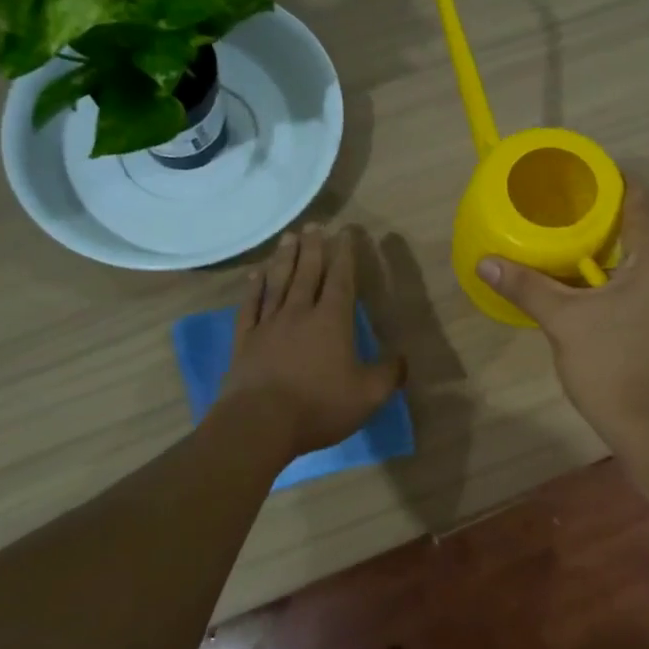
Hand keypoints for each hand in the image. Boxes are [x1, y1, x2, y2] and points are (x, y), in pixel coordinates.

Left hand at [218, 224, 404, 461]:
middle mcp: (299, 313)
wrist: (259, 423)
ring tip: (288, 237)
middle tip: (314, 224)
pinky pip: (250, 306)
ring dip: (285, 258)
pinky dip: (254, 287)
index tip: (345, 233)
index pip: (341, 280)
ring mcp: (268, 325)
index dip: (345, 255)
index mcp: (332, 321)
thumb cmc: (319, 406)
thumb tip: (403, 358)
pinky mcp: (245, 340)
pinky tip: (255, 275)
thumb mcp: (368, 395)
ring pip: (278, 282)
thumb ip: (389, 374)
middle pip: (307, 272)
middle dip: (314, 247)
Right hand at [477, 183, 648, 451]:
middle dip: (596, 216)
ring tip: (557, 240)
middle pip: (633, 229)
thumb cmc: (610, 366)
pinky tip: (573, 284)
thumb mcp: (563, 321)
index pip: (638, 201)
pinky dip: (604, 276)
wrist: (645, 426)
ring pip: (631, 260)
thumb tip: (485, 261)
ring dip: (598, 249)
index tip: (577, 172)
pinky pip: (631, 283)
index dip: (611, 179)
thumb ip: (526, 286)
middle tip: (555, 207)